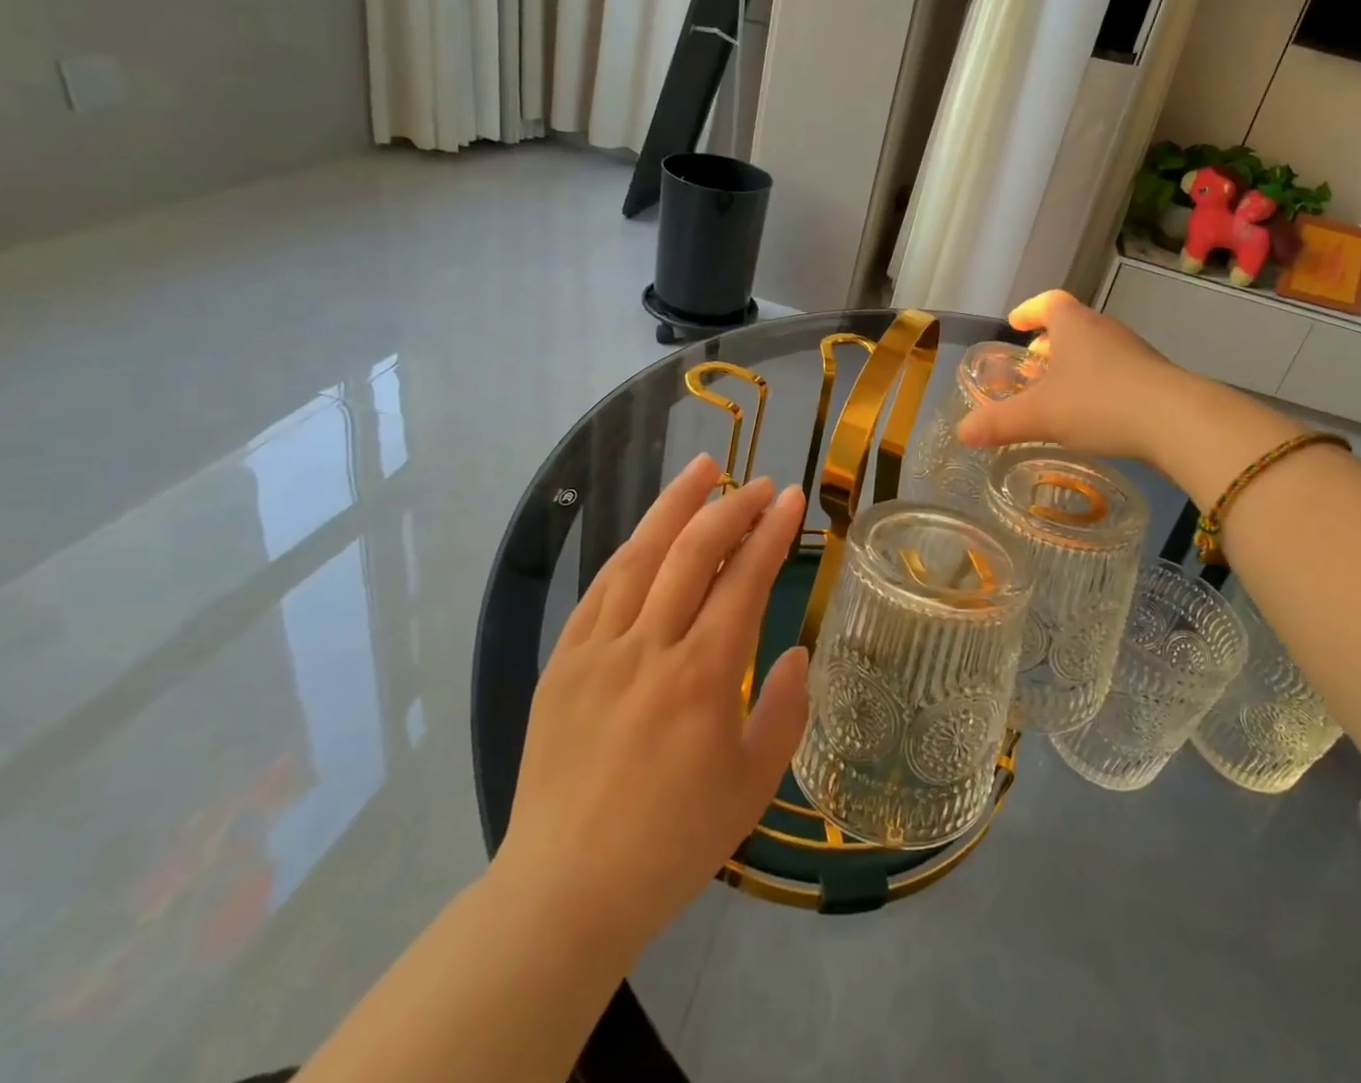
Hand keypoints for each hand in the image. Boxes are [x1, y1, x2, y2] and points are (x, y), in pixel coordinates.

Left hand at [496, 455, 808, 957]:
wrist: (566, 891)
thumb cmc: (673, 842)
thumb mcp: (754, 786)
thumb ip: (783, 711)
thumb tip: (797, 652)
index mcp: (702, 676)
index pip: (744, 579)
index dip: (771, 532)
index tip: (791, 498)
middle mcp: (649, 648)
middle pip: (692, 553)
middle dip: (731, 508)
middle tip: (759, 483)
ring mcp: (599, 650)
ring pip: (640, 556)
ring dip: (674, 506)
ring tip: (702, 470)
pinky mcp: (563, 662)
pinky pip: (599, 589)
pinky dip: (629, 551)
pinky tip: (647, 533)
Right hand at [955, 290, 1183, 461]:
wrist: (1177, 421)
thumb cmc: (1098, 403)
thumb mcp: (1040, 416)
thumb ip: (999, 423)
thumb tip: (962, 432)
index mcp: (1074, 326)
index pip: (1049, 302)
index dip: (1028, 310)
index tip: (1015, 323)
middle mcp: (1104, 330)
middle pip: (1073, 325)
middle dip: (1049, 341)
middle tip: (1033, 362)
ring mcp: (1134, 353)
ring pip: (1096, 349)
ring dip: (1074, 363)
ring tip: (1059, 391)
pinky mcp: (1155, 378)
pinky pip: (1116, 371)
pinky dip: (1097, 383)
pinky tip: (1093, 412)